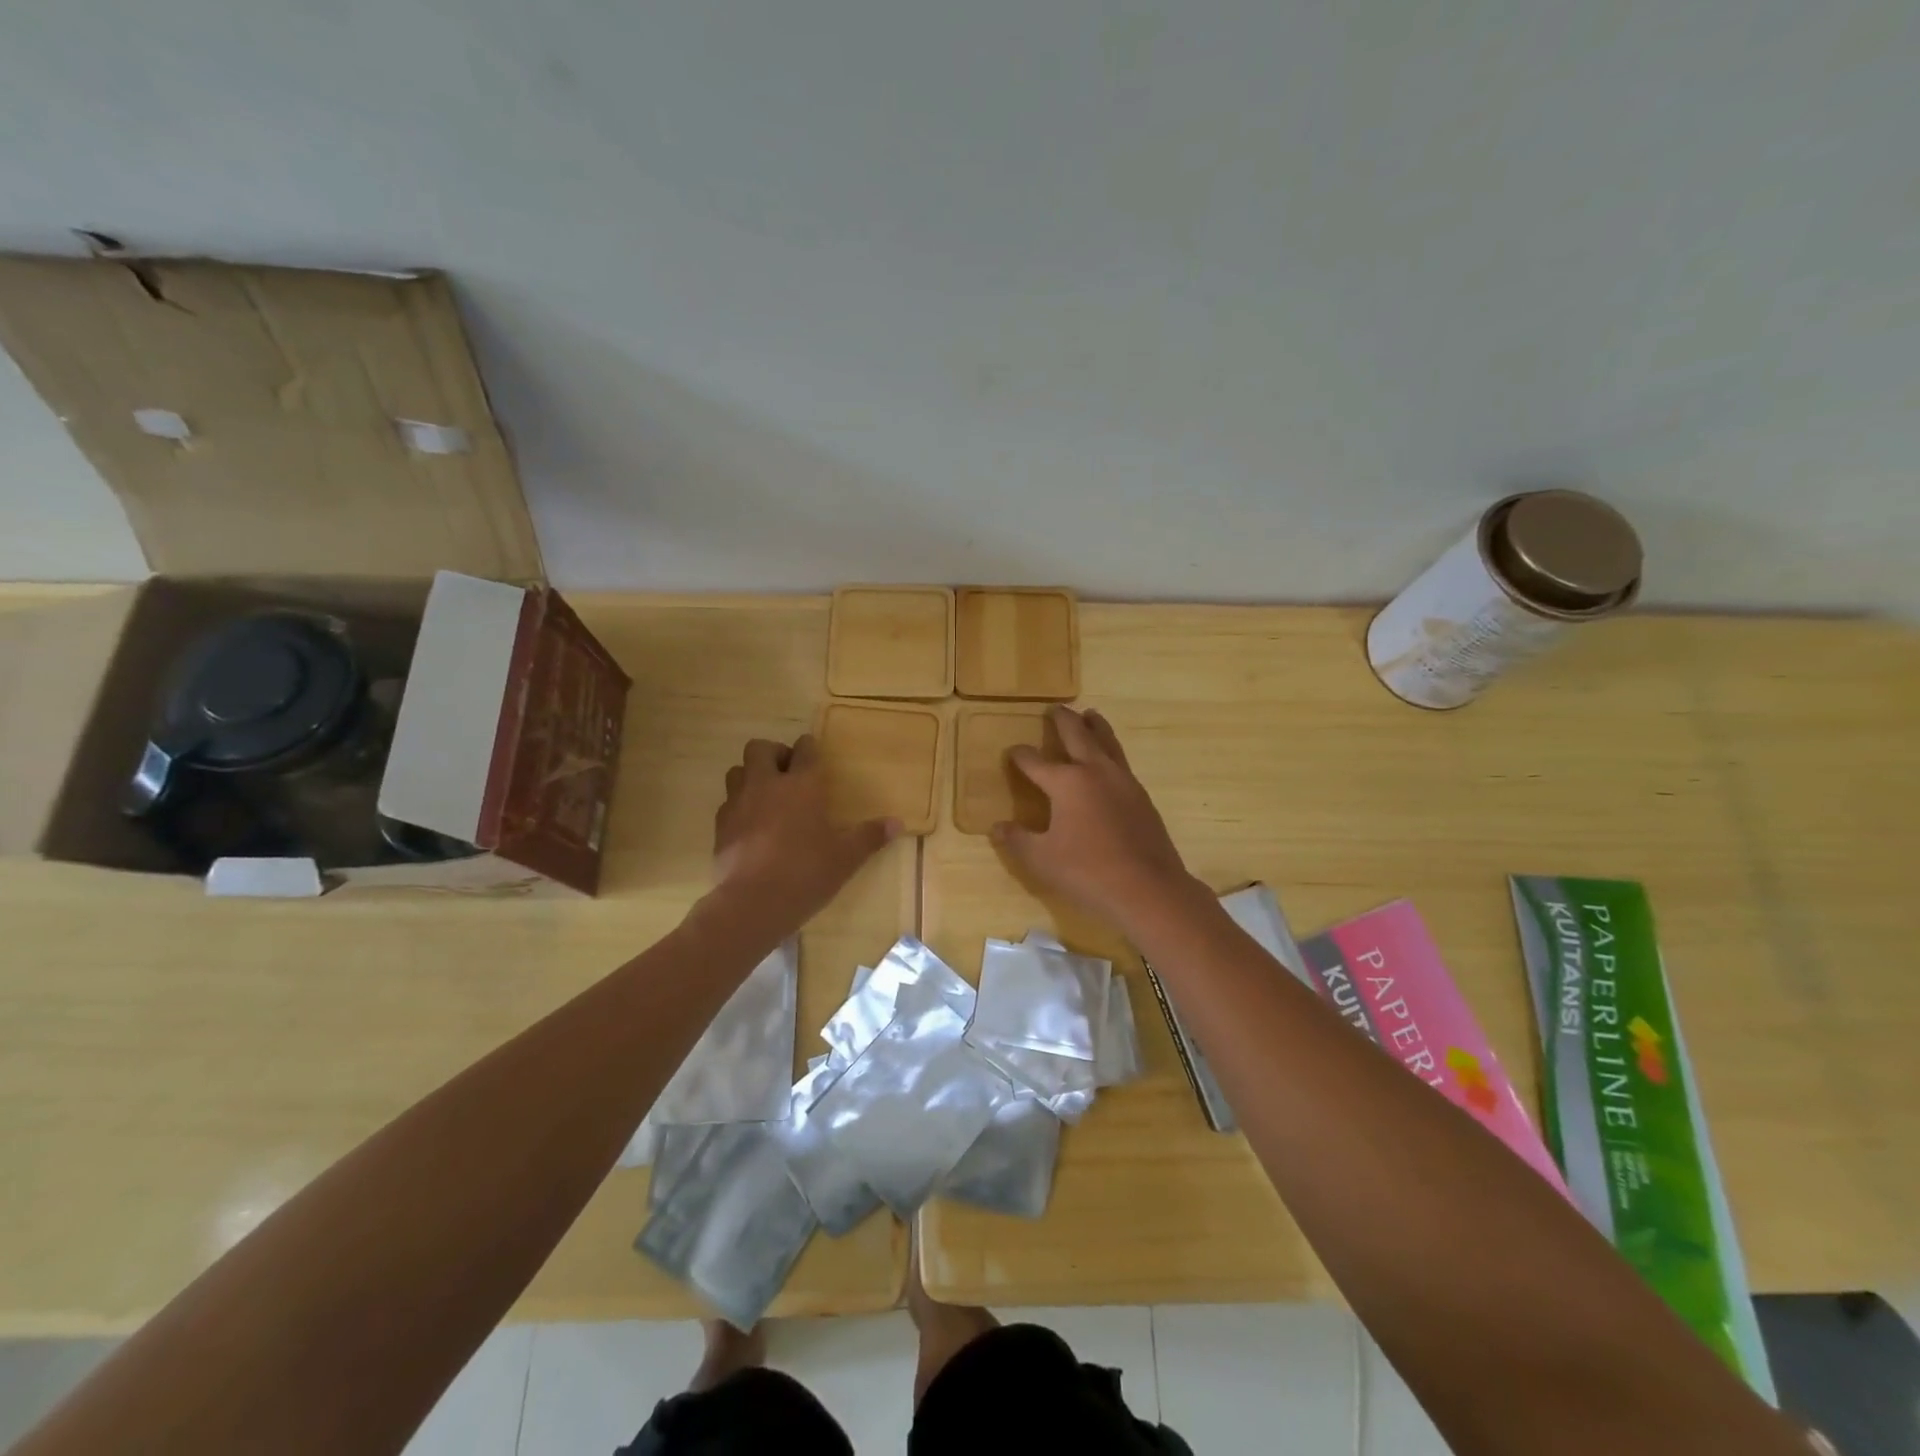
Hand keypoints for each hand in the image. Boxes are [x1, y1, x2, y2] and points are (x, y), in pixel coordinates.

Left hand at [711, 735, 898, 933]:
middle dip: (774, 753)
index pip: (804, 748)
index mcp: (802, 785)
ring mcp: (738, 803)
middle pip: (760, 748)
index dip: (809, 748)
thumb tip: (897, 823)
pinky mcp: (720, 826)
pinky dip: (738, 805)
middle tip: (787, 773)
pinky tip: (751, 825)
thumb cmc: (805, 873)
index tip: (814, 756)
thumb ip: (869, 837)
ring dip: (751, 775)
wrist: (752, 904)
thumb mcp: (845, 858)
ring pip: (737, 771)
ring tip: (766, 795)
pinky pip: (727, 802)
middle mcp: (766, 784)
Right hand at [992, 706, 1202, 934]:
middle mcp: (1095, 772)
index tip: (1013, 752)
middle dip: (1064, 720)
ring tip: (1090, 714)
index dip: (1021, 755)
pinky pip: (1121, 762)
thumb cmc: (1088, 872)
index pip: (1035, 762)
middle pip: (1078, 735)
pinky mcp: (1141, 796)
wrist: (1148, 889)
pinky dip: (1111, 750)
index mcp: (1066, 783)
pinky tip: (1109, 760)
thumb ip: (1017, 840)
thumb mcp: (1041, 860)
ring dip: (1095, 726)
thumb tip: (997, 827)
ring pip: (1107, 742)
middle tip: (1055, 708)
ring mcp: (1123, 781)